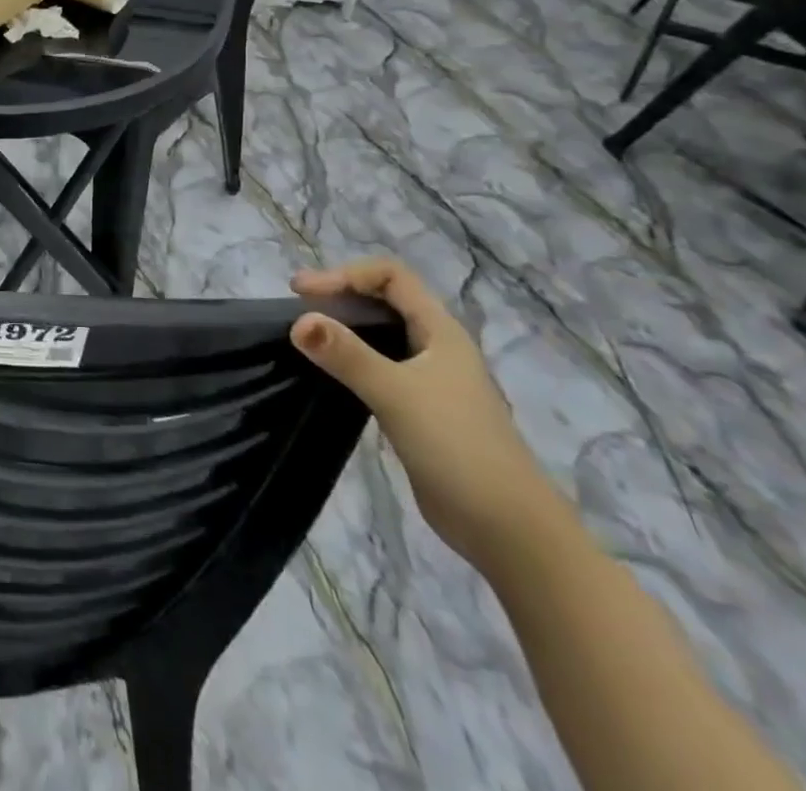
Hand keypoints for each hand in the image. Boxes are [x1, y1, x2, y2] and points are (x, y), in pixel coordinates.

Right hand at [291, 258, 566, 572]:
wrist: (509, 531)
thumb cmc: (458, 448)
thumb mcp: (397, 394)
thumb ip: (347, 355)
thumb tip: (298, 320)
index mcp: (441, 332)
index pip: (391, 277)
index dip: (346, 274)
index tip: (304, 293)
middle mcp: (437, 348)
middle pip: (384, 301)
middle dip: (340, 295)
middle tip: (295, 307)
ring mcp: (430, 381)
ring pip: (381, 335)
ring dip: (343, 328)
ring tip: (304, 336)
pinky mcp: (419, 410)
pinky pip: (378, 367)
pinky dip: (350, 359)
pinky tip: (328, 373)